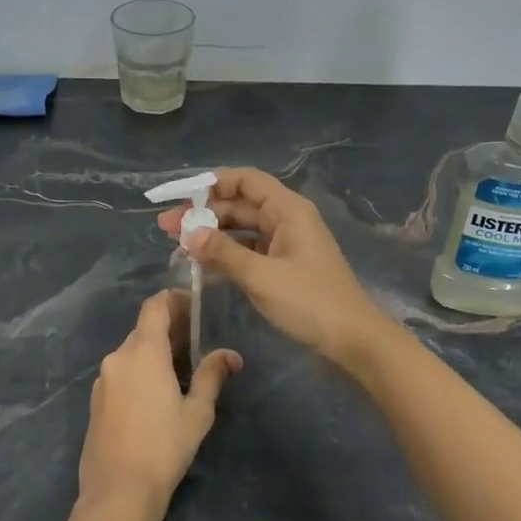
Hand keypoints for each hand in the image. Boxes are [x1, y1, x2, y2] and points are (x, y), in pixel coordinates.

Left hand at [80, 291, 240, 520]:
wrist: (118, 491)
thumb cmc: (164, 446)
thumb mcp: (197, 411)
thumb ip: (212, 376)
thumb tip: (231, 356)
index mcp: (143, 351)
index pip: (155, 306)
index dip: (175, 299)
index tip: (195, 307)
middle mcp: (118, 357)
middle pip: (144, 329)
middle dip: (170, 330)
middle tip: (197, 342)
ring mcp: (103, 379)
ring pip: (132, 352)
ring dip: (154, 353)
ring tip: (181, 371)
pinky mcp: (96, 401)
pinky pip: (121, 373)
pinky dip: (139, 371)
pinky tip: (156, 395)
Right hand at [156, 168, 390, 365]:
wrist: (353, 340)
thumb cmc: (310, 301)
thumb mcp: (261, 276)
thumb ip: (223, 253)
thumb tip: (189, 234)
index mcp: (287, 210)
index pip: (246, 180)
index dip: (213, 183)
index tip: (182, 197)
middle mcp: (287, 219)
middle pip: (240, 205)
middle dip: (204, 214)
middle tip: (167, 228)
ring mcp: (287, 244)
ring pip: (243, 230)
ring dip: (213, 236)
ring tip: (178, 246)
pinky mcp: (285, 267)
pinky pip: (250, 251)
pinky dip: (227, 255)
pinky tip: (203, 266)